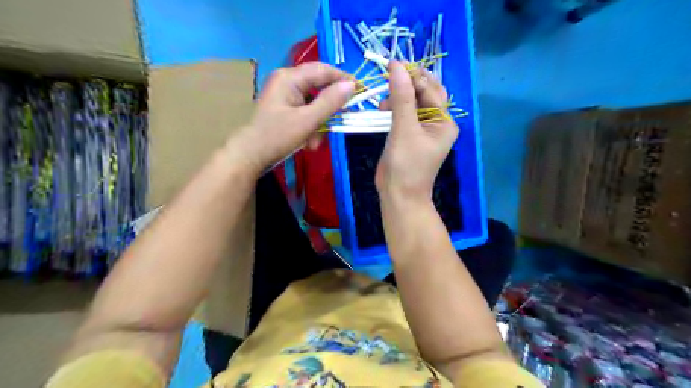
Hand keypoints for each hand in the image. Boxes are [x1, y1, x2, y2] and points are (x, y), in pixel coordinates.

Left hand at [229, 61, 352, 173]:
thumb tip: (351, 86)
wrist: (250, 155)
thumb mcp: (307, 120)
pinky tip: (308, 142)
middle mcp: (287, 80)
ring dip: (320, 122)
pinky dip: (311, 126)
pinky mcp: (284, 106)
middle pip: (319, 87)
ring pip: (314, 102)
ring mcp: (284, 94)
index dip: (344, 79)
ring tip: (316, 142)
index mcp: (290, 77)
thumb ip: (330, 102)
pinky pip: (305, 111)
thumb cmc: (277, 136)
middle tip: (341, 121)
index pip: (323, 70)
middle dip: (329, 108)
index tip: (361, 92)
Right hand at [376, 62, 459, 201]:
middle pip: (423, 93)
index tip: (391, 64)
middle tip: (387, 77)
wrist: (398, 195)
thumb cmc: (406, 165)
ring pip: (412, 103)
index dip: (412, 75)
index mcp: (444, 121)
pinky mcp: (409, 135)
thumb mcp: (404, 129)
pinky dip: (393, 108)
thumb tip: (396, 65)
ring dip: (397, 97)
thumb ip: (401, 97)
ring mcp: (423, 129)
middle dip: (406, 85)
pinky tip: (382, 109)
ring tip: (381, 103)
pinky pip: (403, 114)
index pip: (430, 89)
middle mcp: (437, 123)